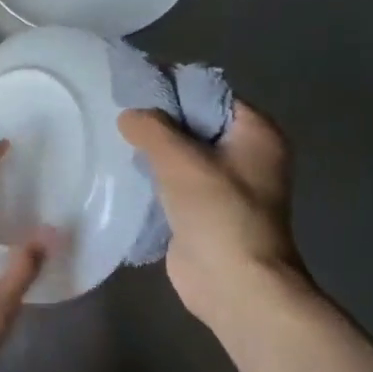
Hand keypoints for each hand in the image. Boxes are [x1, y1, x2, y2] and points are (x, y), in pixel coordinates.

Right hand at [117, 102, 309, 330]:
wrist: (235, 285)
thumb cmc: (218, 213)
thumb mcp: (180, 160)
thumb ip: (152, 129)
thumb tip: (129, 115)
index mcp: (256, 133)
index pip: (210, 95)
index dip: (173, 87)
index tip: (135, 86)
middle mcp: (246, 154)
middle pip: (196, 123)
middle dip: (160, 119)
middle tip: (119, 111)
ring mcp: (227, 185)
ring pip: (184, 154)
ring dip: (155, 150)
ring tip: (116, 137)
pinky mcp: (205, 211)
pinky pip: (176, 182)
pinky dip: (154, 176)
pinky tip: (124, 170)